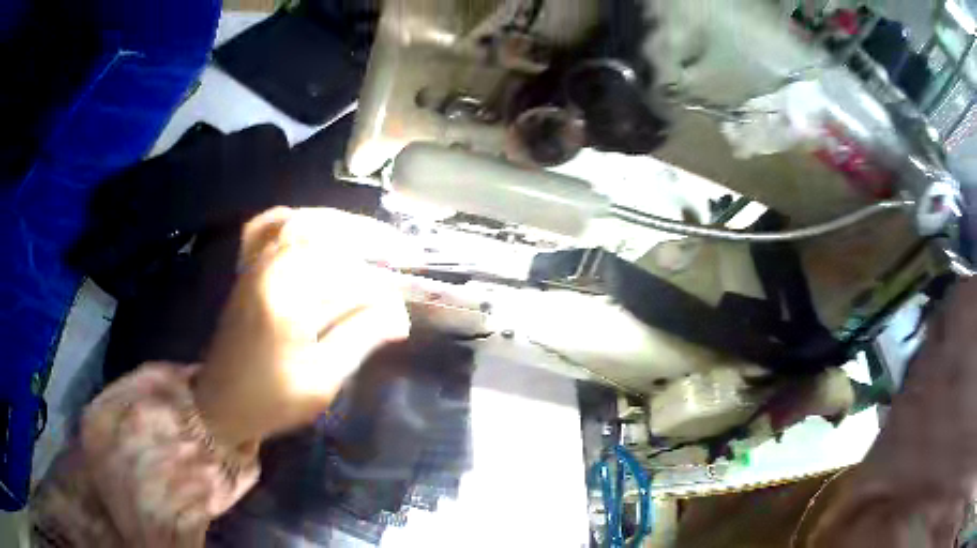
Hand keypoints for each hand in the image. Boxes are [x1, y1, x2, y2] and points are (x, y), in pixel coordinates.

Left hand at [193, 207, 411, 447]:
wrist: (220, 404)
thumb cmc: (271, 399)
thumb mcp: (322, 379)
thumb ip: (360, 339)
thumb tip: (399, 315)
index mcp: (287, 297)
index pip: (349, 277)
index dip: (384, 290)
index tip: (405, 311)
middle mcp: (269, 267)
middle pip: (328, 232)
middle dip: (372, 239)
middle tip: (404, 252)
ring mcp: (255, 264)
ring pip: (302, 221)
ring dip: (342, 225)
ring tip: (371, 238)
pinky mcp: (247, 269)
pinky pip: (267, 226)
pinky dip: (293, 218)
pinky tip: (312, 225)